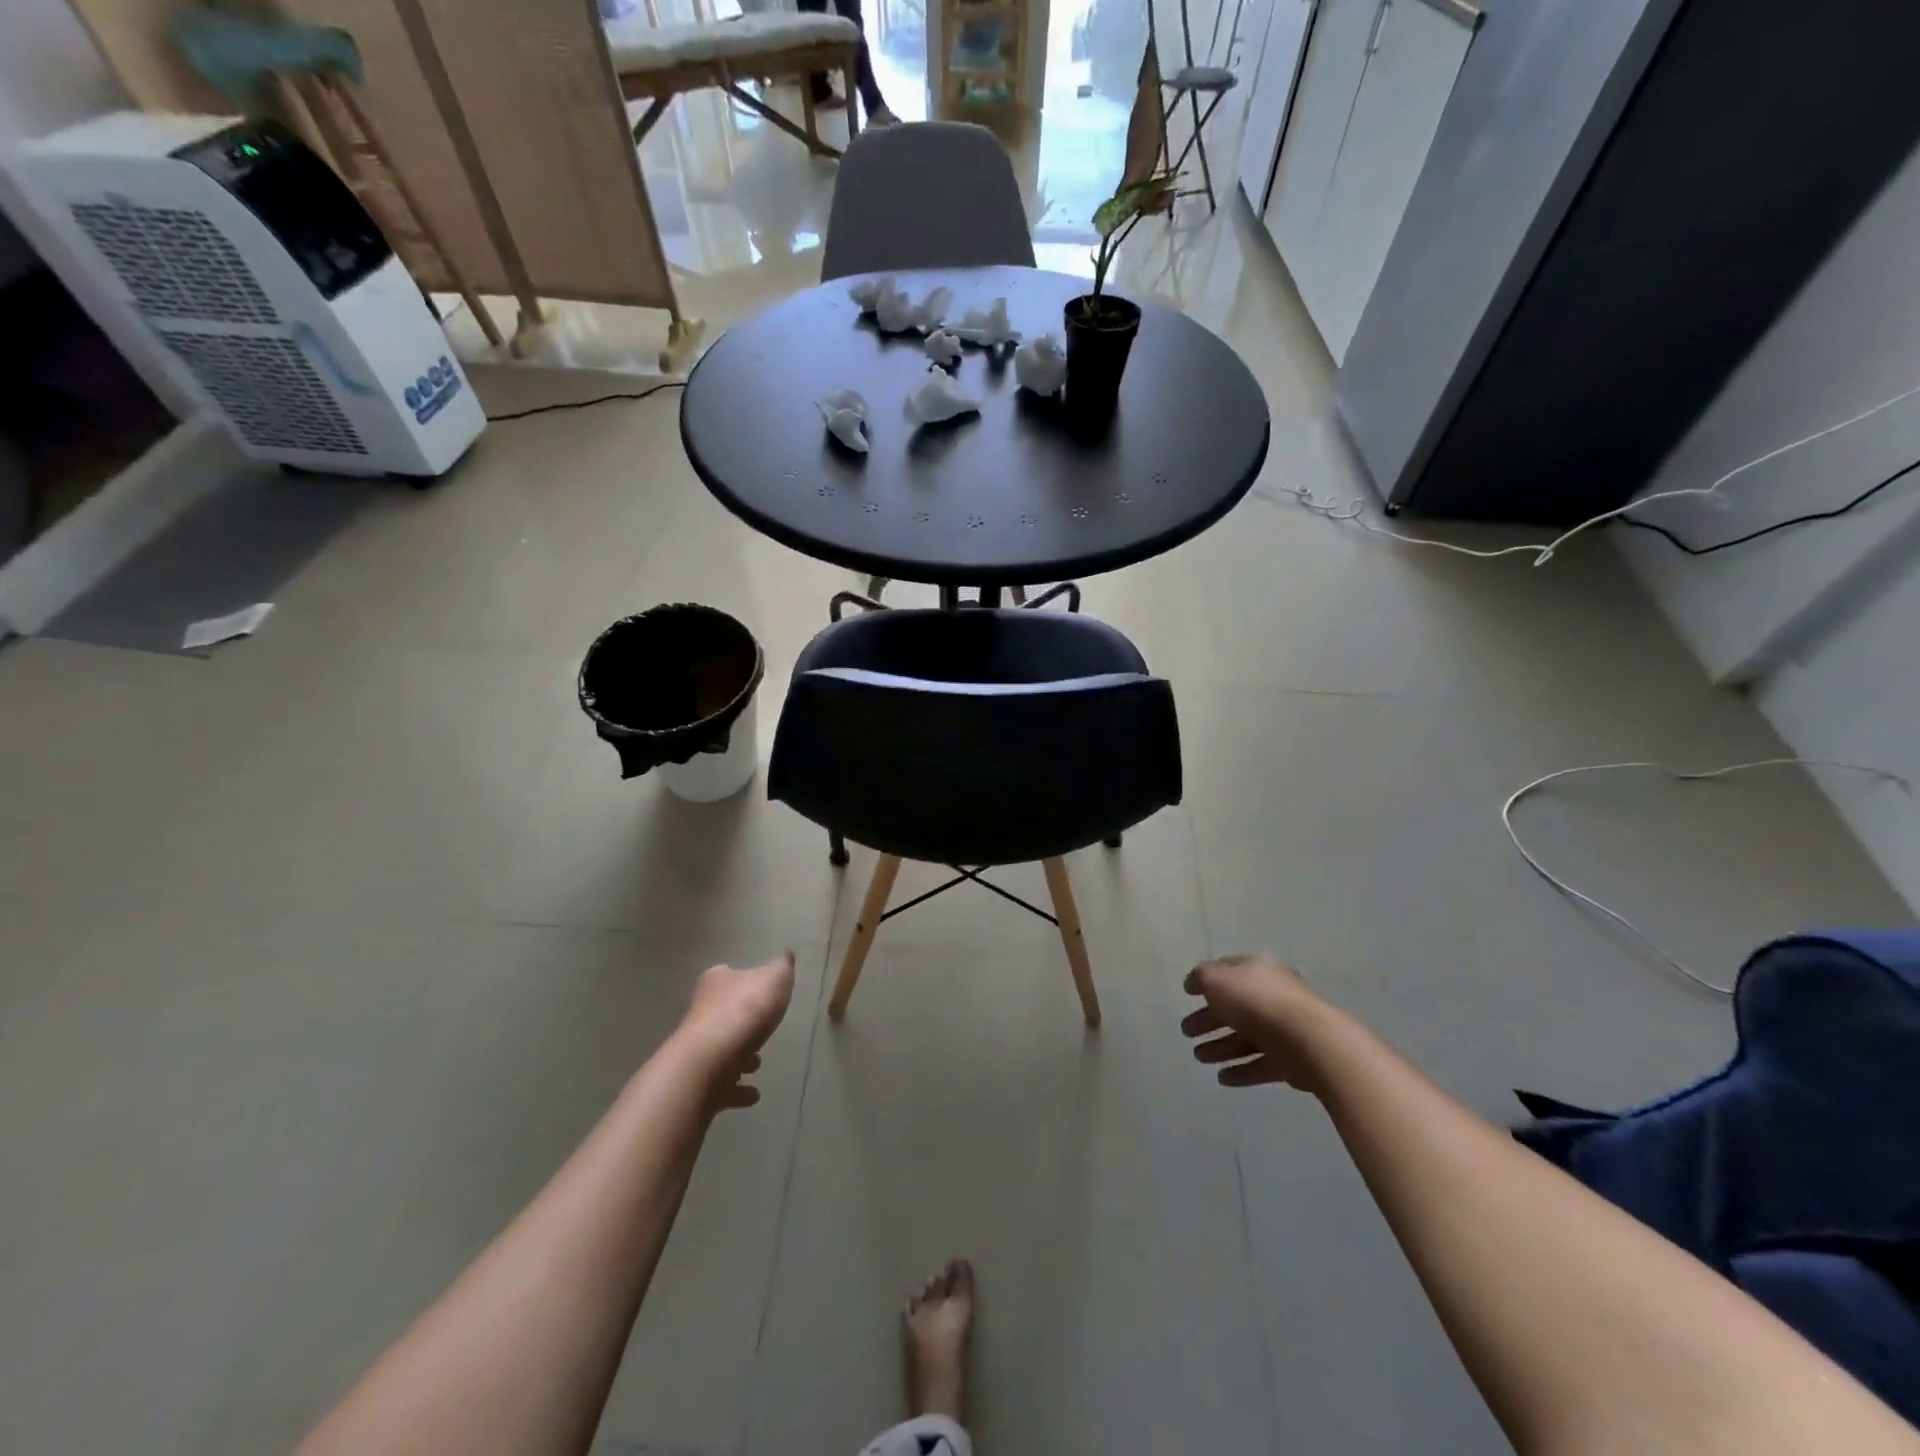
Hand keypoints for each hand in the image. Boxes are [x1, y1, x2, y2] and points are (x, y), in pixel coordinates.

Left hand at [678, 952, 795, 1109]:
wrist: (707, 1064)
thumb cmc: (744, 1012)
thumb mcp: (775, 978)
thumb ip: (783, 967)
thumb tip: (786, 955)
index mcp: (717, 982)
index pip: (728, 974)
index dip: (745, 982)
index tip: (762, 993)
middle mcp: (701, 1011)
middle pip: (723, 1013)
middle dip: (743, 1023)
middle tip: (764, 1031)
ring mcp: (696, 1048)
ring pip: (721, 1049)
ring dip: (739, 1057)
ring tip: (758, 1064)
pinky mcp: (697, 1081)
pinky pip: (721, 1084)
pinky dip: (736, 1089)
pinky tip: (753, 1094)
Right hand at [1181, 952, 1329, 1092]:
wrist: (1308, 1040)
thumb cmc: (1256, 1002)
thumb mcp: (1216, 980)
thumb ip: (1201, 978)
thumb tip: (1195, 982)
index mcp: (1257, 969)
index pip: (1227, 971)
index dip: (1206, 981)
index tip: (1187, 994)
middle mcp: (1272, 995)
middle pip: (1234, 1007)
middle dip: (1209, 1019)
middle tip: (1187, 1032)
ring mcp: (1284, 1028)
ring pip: (1246, 1037)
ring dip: (1221, 1047)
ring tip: (1199, 1058)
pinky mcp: (1293, 1059)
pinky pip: (1261, 1063)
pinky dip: (1241, 1070)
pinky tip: (1222, 1078)